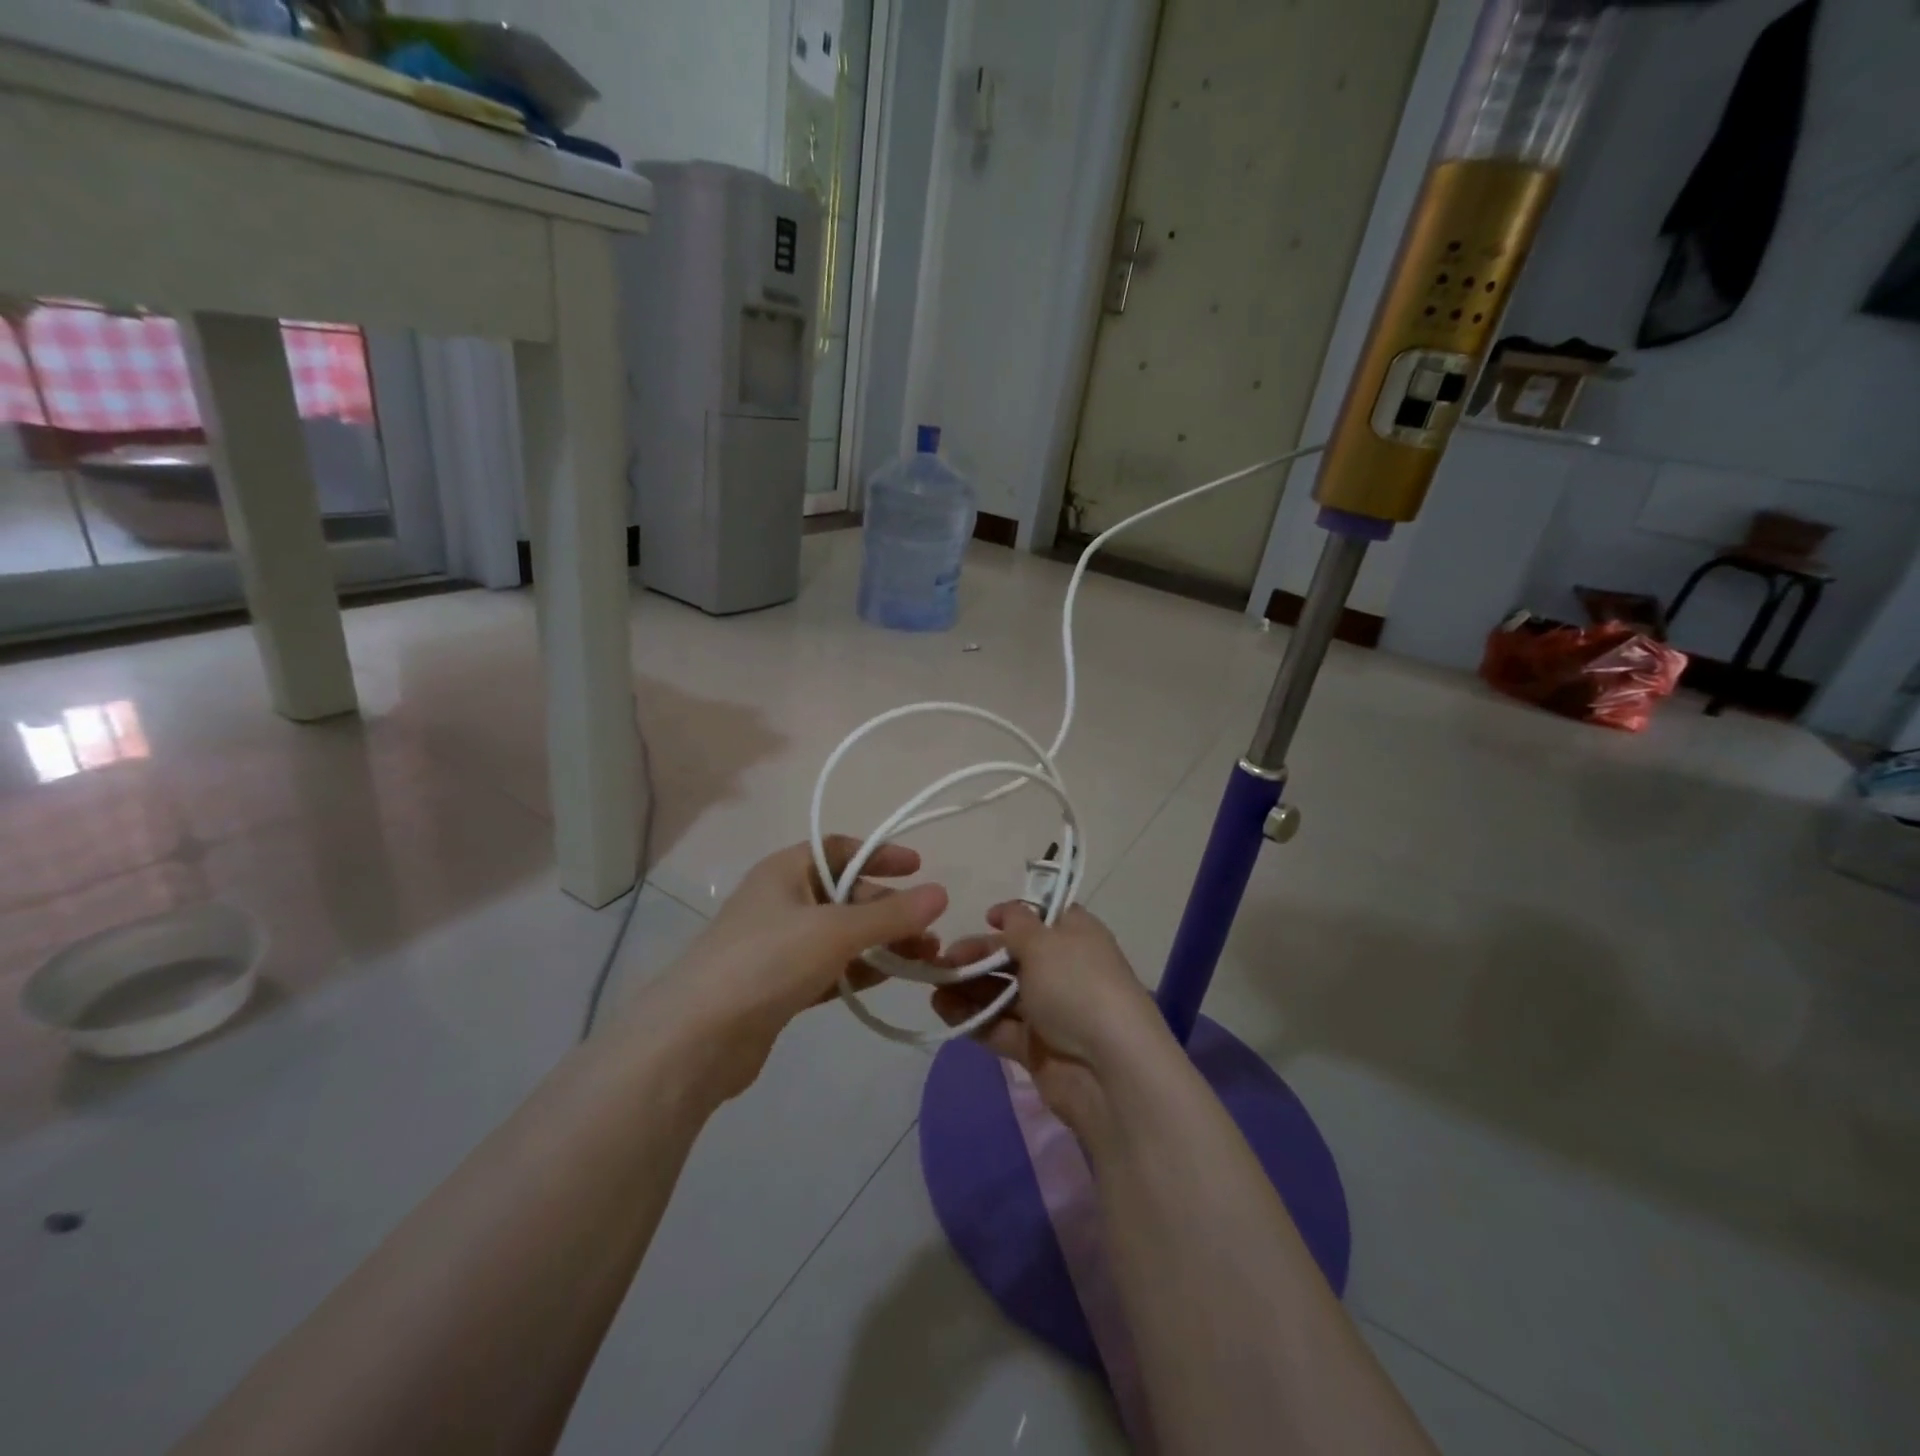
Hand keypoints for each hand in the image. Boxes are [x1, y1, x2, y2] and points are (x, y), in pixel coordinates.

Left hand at [637, 838, 947, 1099]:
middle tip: (929, 931)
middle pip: (845, 893)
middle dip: (889, 909)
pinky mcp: (778, 987)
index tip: (918, 868)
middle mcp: (781, 901)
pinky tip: (890, 978)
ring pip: (840, 934)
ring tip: (925, 957)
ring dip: (881, 942)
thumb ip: (890, 915)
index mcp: (784, 871)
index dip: (879, 853)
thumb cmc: (766, 961)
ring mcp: (778, 946)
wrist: (696, 1039)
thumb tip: (941, 893)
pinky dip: (859, 970)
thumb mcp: (835, 931)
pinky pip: (829, 968)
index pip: (838, 848)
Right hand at [934, 903, 1171, 1131]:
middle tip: (942, 959)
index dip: (1014, 916)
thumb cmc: (1076, 987)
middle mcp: (1064, 971)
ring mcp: (1050, 1012)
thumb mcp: (1044, 942)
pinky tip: (941, 1008)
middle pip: (1014, 957)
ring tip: (933, 984)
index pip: (1043, 918)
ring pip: (1002, 993)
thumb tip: (1007, 912)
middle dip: (978, 955)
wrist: (1108, 1070)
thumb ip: (1017, 925)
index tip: (985, 918)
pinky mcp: (1035, 1049)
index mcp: (1076, 937)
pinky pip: (998, 1026)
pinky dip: (972, 1017)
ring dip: (968, 987)